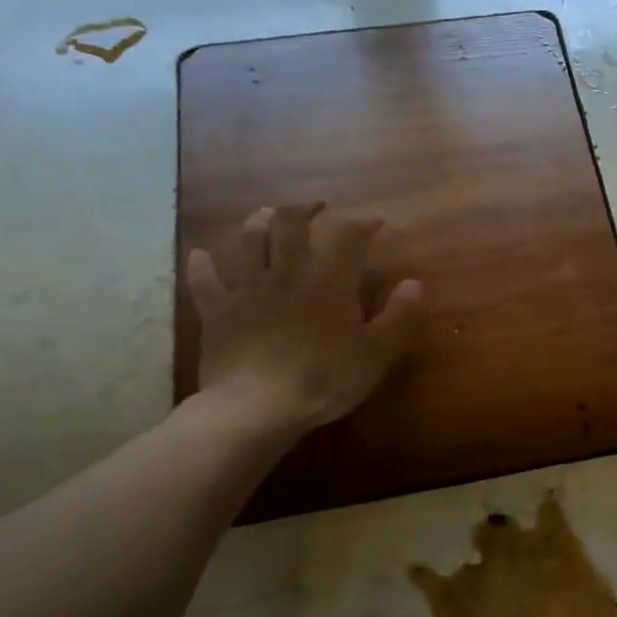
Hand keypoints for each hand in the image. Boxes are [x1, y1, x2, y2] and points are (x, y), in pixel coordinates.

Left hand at [186, 203, 425, 440]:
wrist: (258, 407)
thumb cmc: (325, 379)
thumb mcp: (377, 353)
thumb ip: (399, 316)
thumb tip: (414, 283)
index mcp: (329, 281)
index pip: (348, 236)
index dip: (363, 224)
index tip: (376, 223)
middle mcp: (287, 272)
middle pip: (289, 224)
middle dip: (304, 210)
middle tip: (316, 209)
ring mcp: (248, 289)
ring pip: (248, 241)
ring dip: (258, 222)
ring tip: (267, 215)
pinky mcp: (218, 312)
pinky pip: (205, 281)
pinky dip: (203, 266)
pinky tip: (202, 256)